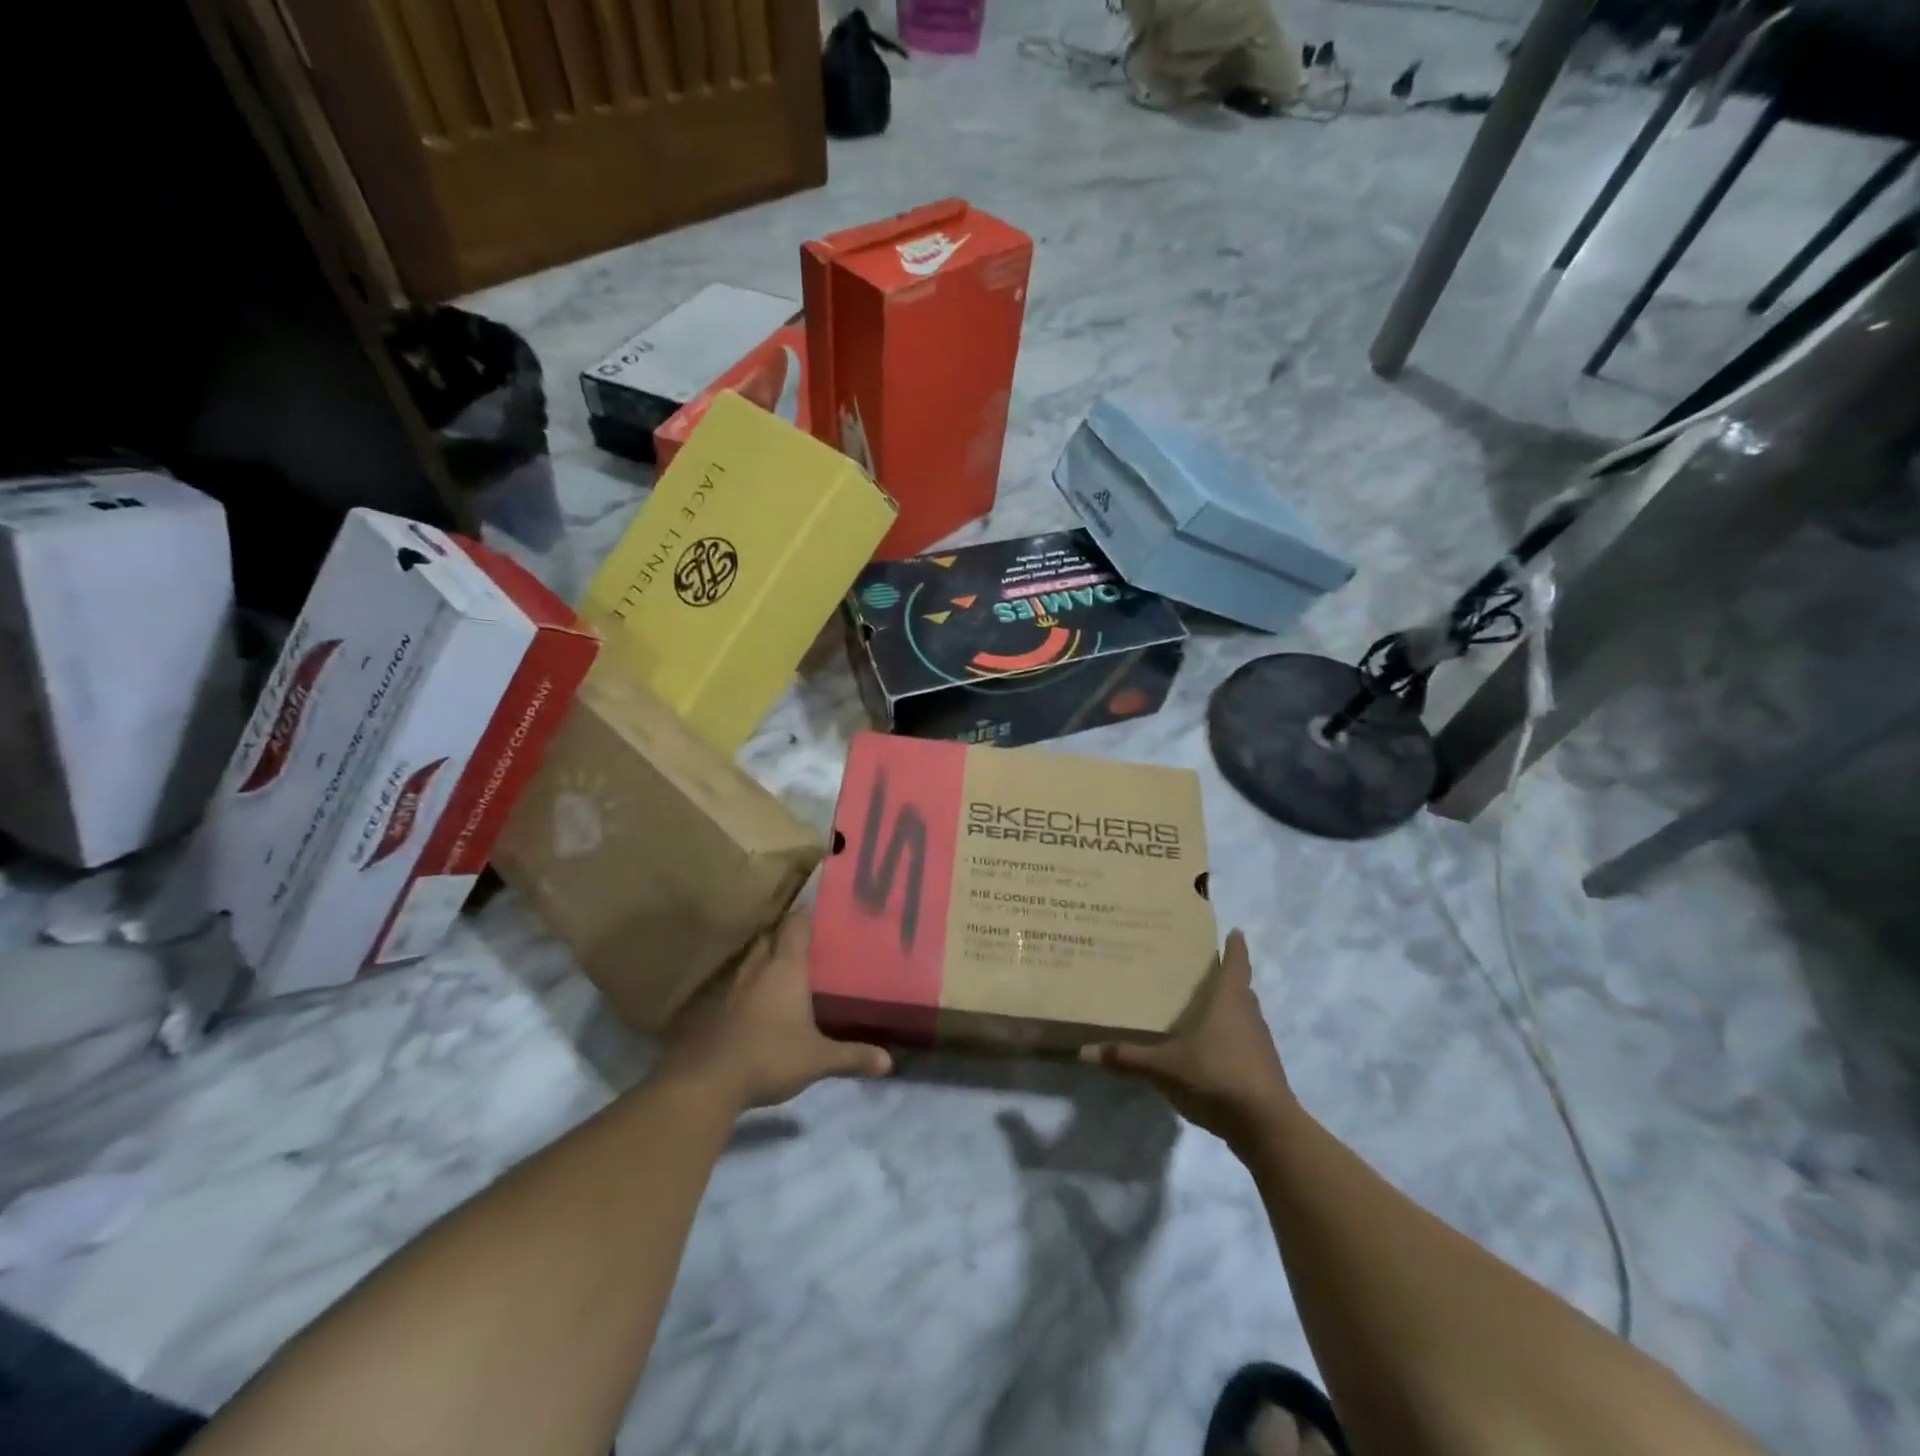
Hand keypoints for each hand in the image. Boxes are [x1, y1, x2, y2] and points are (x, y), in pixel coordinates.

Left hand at [660, 910, 892, 1111]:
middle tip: (805, 940)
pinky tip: (761, 1000)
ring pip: (751, 960)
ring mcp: (734, 990)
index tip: (818, 908)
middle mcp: (758, 970)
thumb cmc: (771, 1056)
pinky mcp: (718, 1011)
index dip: (805, 914)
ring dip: (765, 958)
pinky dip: (752, 985)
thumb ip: (852, 1056)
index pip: (795, 926)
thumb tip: (889, 1062)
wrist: (710, 1082)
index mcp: (785, 968)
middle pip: (769, 938)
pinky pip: (739, 986)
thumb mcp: (819, 1059)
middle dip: (784, 934)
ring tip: (784, 966)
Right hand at [1084, 930, 1292, 1146]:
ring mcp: (1260, 1045)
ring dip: (1228, 1010)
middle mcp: (1249, 1016)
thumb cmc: (1217, 1077)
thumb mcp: (1164, 1068)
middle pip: (1241, 989)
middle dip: (1226, 978)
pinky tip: (1209, 1051)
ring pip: (1244, 1017)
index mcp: (1230, 1001)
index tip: (1235, 931)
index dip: (1236, 947)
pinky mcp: (1263, 1071)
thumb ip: (1127, 1058)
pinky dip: (1230, 1039)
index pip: (1237, 964)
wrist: (1266, 1128)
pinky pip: (1245, 1043)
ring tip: (1202, 1008)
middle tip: (1202, 969)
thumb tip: (1085, 1051)